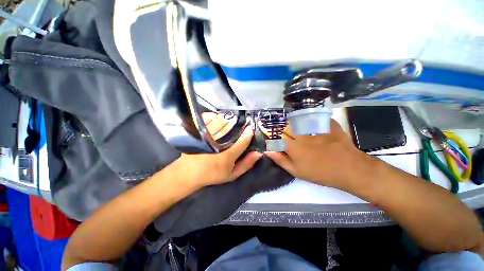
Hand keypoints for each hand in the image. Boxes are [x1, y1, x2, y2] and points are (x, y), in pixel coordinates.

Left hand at [169, 113, 261, 188]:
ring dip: (227, 120)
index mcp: (227, 156)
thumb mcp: (232, 174)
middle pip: (230, 129)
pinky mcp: (197, 132)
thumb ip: (246, 164)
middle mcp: (217, 144)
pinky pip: (207, 119)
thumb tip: (258, 153)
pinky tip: (217, 118)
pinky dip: (213, 116)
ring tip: (230, 120)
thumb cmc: (213, 174)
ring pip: (220, 122)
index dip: (248, 134)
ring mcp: (206, 137)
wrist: (189, 173)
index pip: (241, 142)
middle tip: (241, 123)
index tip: (251, 128)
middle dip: (237, 125)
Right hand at [264, 120, 372, 190]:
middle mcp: (301, 135)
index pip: (277, 135)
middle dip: (281, 127)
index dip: (270, 133)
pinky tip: (309, 122)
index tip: (267, 131)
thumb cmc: (320, 173)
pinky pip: (314, 117)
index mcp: (293, 146)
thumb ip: (281, 160)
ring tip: (293, 125)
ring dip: (292, 122)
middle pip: (286, 126)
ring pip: (297, 120)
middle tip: (282, 130)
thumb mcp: (297, 171)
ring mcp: (314, 128)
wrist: (349, 169)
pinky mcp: (326, 124)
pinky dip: (309, 118)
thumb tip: (267, 151)